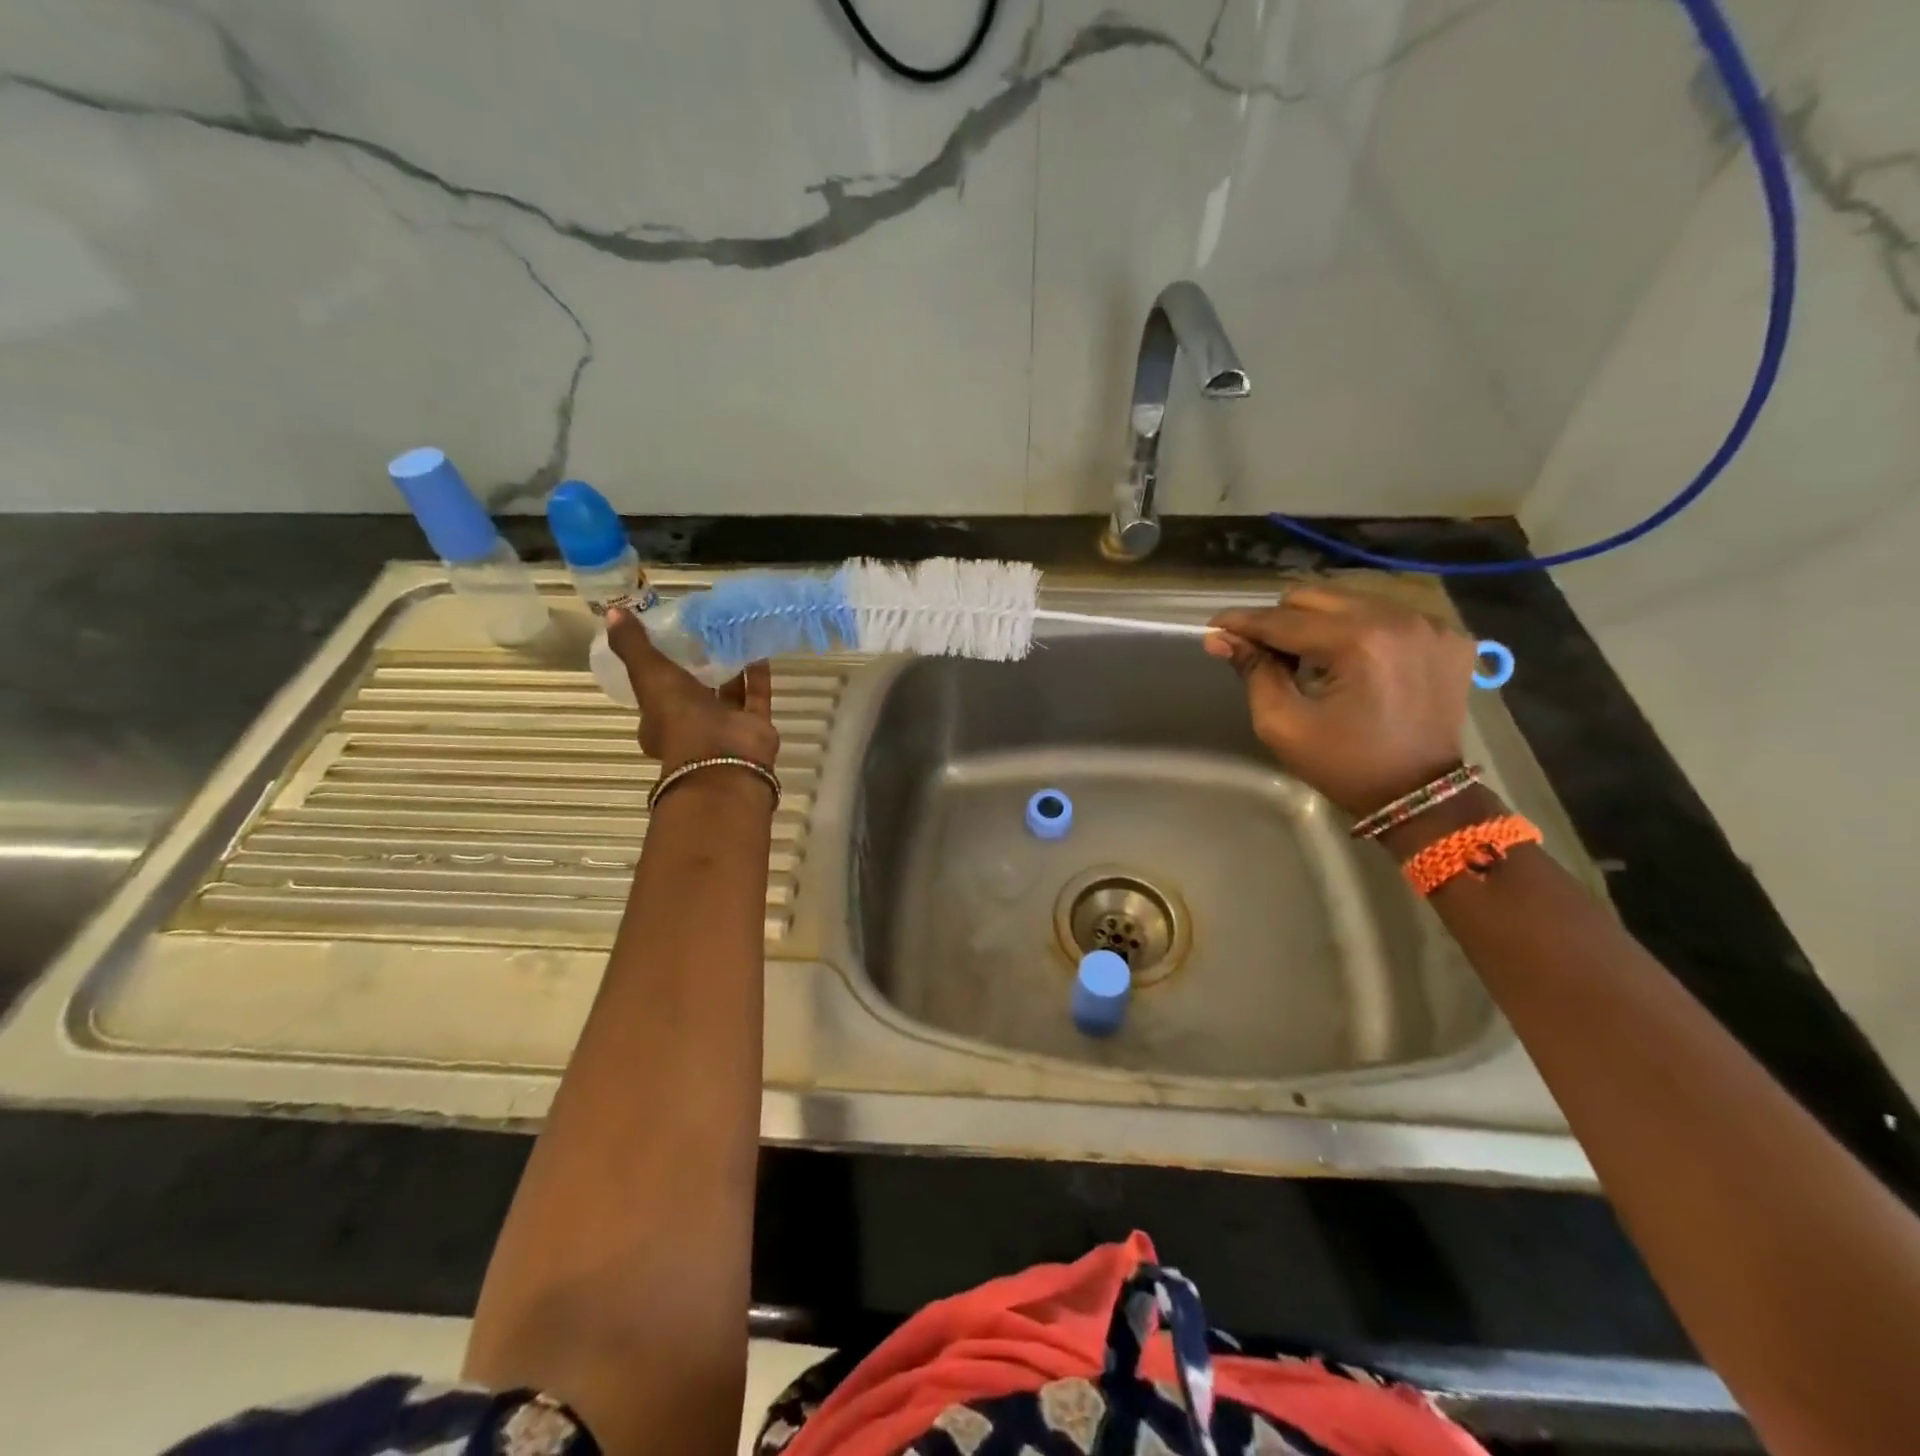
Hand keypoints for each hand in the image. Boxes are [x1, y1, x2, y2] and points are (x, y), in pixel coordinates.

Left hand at [606, 608, 778, 772]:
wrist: (722, 758)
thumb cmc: (679, 719)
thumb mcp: (649, 676)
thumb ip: (634, 645)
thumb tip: (613, 611)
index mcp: (659, 721)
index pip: (656, 690)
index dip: (658, 668)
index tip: (665, 640)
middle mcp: (692, 725)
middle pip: (694, 691)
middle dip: (698, 666)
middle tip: (704, 633)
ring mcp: (725, 727)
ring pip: (727, 693)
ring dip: (729, 667)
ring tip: (732, 634)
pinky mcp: (754, 725)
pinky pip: (755, 695)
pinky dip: (757, 674)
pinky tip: (758, 648)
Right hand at [1205, 586, 1474, 816]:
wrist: (1420, 795)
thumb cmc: (1344, 764)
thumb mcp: (1283, 724)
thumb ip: (1254, 672)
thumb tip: (1220, 638)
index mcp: (1358, 641)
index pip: (1283, 620)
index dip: (1242, 623)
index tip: (1213, 628)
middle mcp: (1398, 618)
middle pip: (1316, 597)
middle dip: (1282, 621)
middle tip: (1267, 654)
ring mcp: (1429, 624)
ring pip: (1350, 601)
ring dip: (1320, 624)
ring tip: (1311, 661)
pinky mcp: (1448, 635)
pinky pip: (1386, 615)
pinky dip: (1359, 632)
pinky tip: (1354, 664)